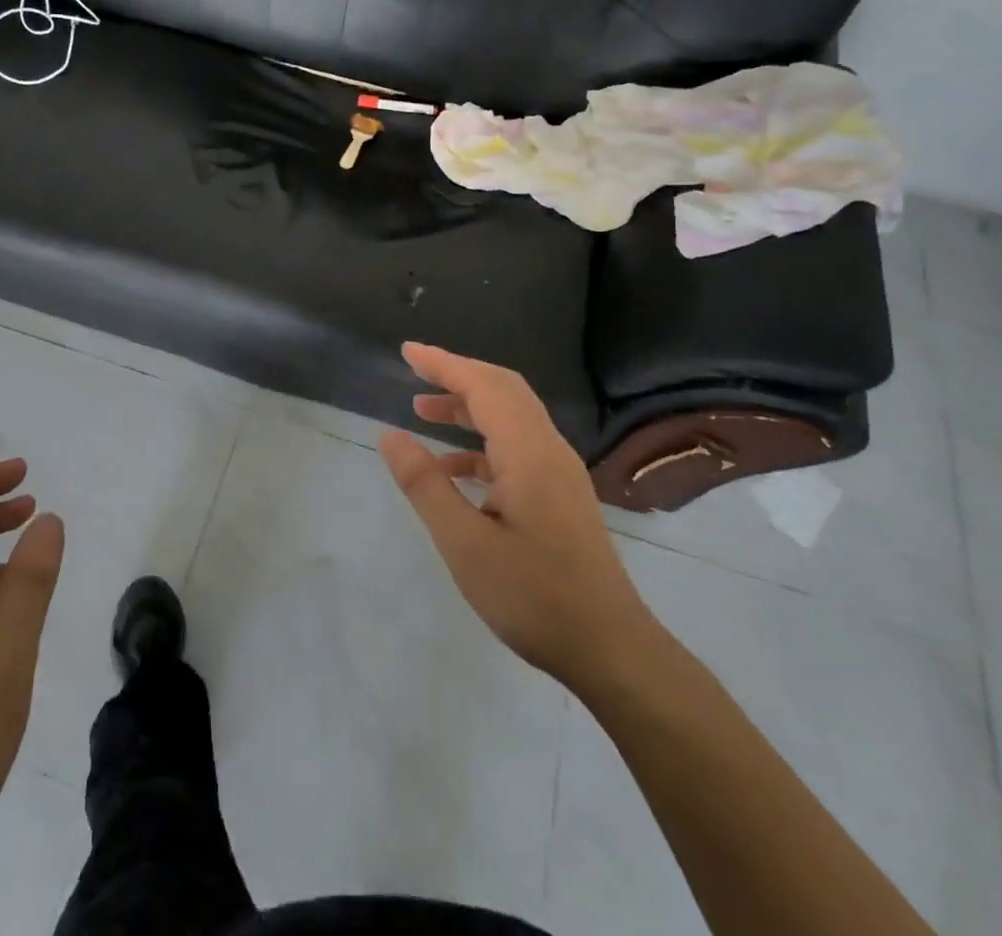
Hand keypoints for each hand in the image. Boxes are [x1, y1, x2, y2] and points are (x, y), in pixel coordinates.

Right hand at [379, 343, 656, 689]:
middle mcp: (548, 450)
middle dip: (457, 375)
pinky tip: (452, 469)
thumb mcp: (464, 544)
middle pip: (503, 390)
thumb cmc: (534, 597)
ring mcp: (558, 472)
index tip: (407, 351)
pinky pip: (517, 447)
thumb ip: (425, 485)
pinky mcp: (560, 495)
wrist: (611, 650)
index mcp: (529, 452)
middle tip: (414, 370)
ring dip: (468, 407)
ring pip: (511, 417)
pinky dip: (481, 444)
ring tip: (423, 410)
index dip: (443, 364)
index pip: (483, 387)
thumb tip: (390, 435)